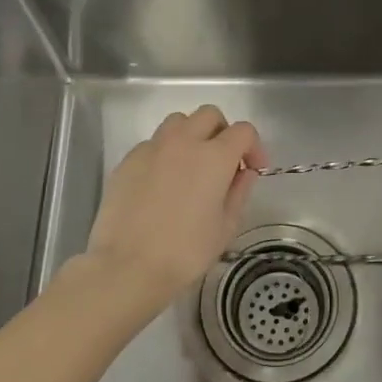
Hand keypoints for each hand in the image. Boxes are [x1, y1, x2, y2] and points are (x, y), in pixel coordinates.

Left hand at [85, 105, 265, 308]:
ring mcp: (152, 148)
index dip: (254, 147)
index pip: (243, 131)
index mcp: (214, 156)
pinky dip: (165, 153)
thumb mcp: (226, 227)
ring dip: (192, 135)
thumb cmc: (185, 252)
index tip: (252, 169)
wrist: (127, 266)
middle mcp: (184, 142)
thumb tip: (244, 173)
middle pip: (209, 115)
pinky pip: (153, 143)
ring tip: (191, 165)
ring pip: (178, 122)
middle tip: (223, 162)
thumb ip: (239, 192)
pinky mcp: (128, 160)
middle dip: (222, 132)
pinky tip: (162, 182)